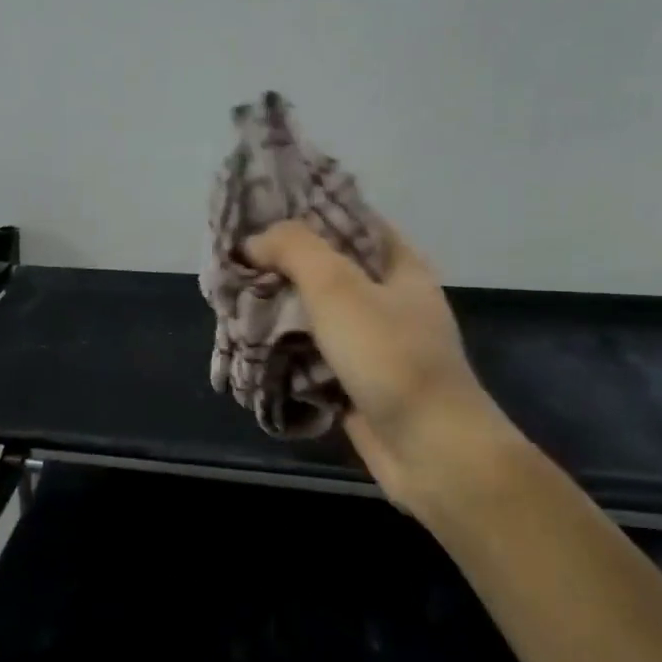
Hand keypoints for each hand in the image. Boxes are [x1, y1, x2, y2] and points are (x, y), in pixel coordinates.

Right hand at [244, 219, 520, 502]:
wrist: (429, 449)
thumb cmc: (389, 357)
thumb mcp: (338, 287)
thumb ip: (294, 250)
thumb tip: (253, 241)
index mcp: (397, 265)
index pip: (348, 220)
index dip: (304, 212)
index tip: (258, 214)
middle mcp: (388, 298)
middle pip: (326, 268)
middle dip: (280, 265)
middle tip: (234, 263)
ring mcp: (373, 342)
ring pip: (315, 313)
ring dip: (278, 309)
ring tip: (232, 301)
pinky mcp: (356, 380)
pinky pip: (313, 353)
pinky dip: (285, 349)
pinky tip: (249, 344)